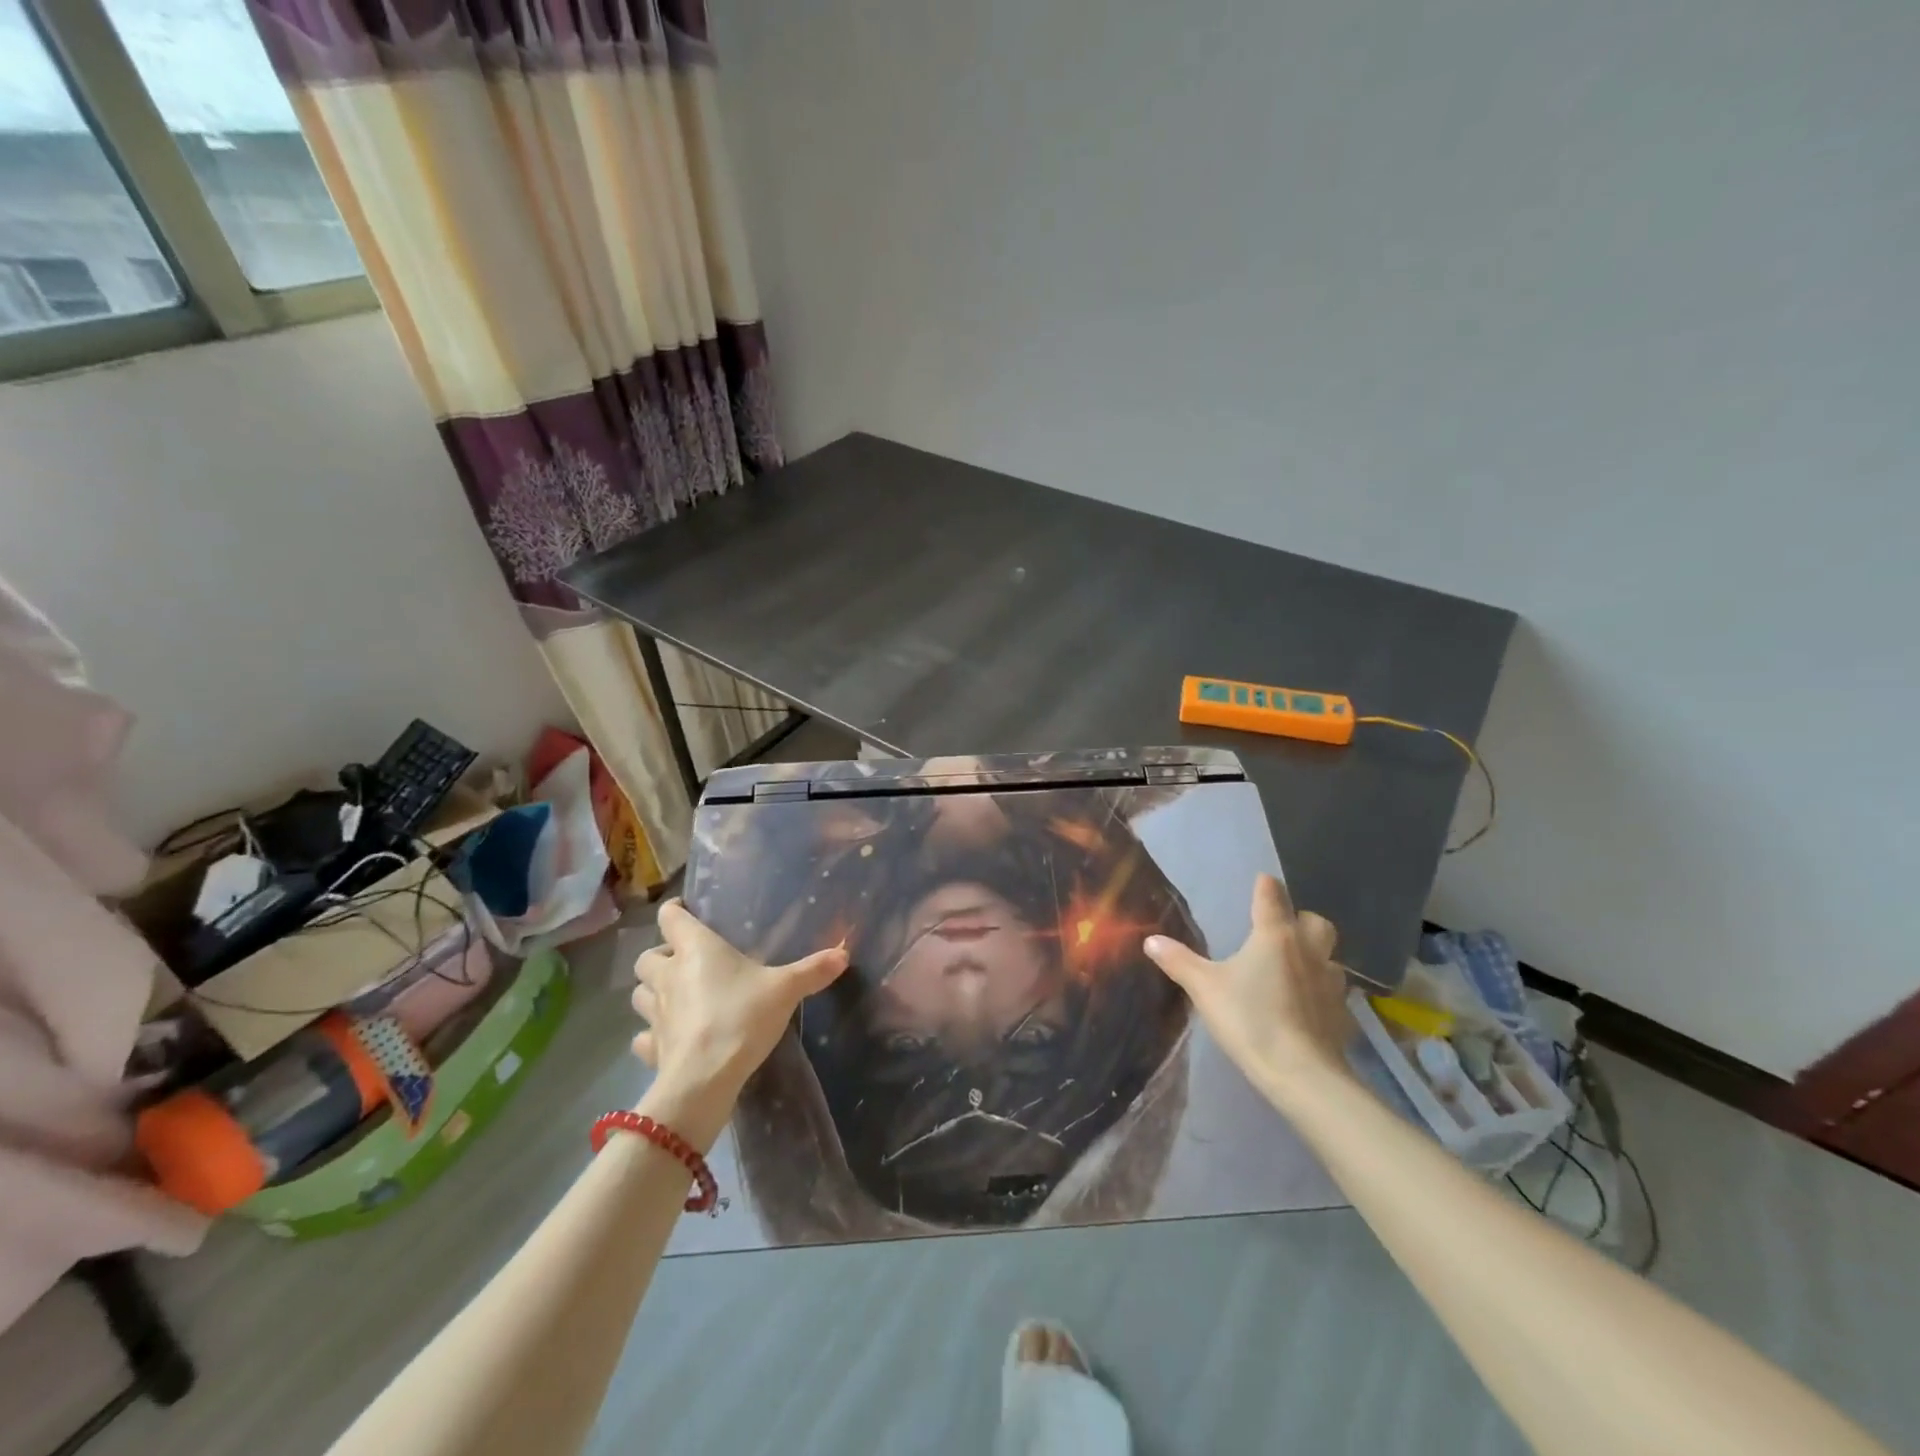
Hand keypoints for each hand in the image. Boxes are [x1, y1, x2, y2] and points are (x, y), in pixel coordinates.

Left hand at [630, 900, 847, 1128]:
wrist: (704, 1078)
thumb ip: (812, 970)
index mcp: (696, 949)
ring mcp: (654, 1013)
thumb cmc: (742, 1017)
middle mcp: (668, 975)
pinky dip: (651, 1034)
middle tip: (686, 962)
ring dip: (653, 991)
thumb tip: (844, 953)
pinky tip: (668, 1038)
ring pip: (639, 993)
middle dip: (662, 956)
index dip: (676, 911)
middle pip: (648, 955)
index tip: (688, 911)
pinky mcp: (650, 1048)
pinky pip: (643, 1036)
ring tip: (676, 996)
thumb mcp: (785, 989)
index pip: (671, 916)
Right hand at [1143, 874, 1354, 1106]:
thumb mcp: (1204, 988)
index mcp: (1274, 936)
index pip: (1272, 896)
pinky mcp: (1342, 1014)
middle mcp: (1308, 950)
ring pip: (1330, 956)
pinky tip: (1305, 1007)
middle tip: (1280, 930)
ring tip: (1293, 969)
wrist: (1301, 1073)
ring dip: (1315, 956)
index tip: (1260, 881)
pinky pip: (1334, 992)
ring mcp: (1330, 983)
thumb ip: (1179, 961)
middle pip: (1315, 921)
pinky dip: (1321, 992)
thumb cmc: (1250, 1019)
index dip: (1264, 886)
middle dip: (1301, 919)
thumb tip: (1151, 940)